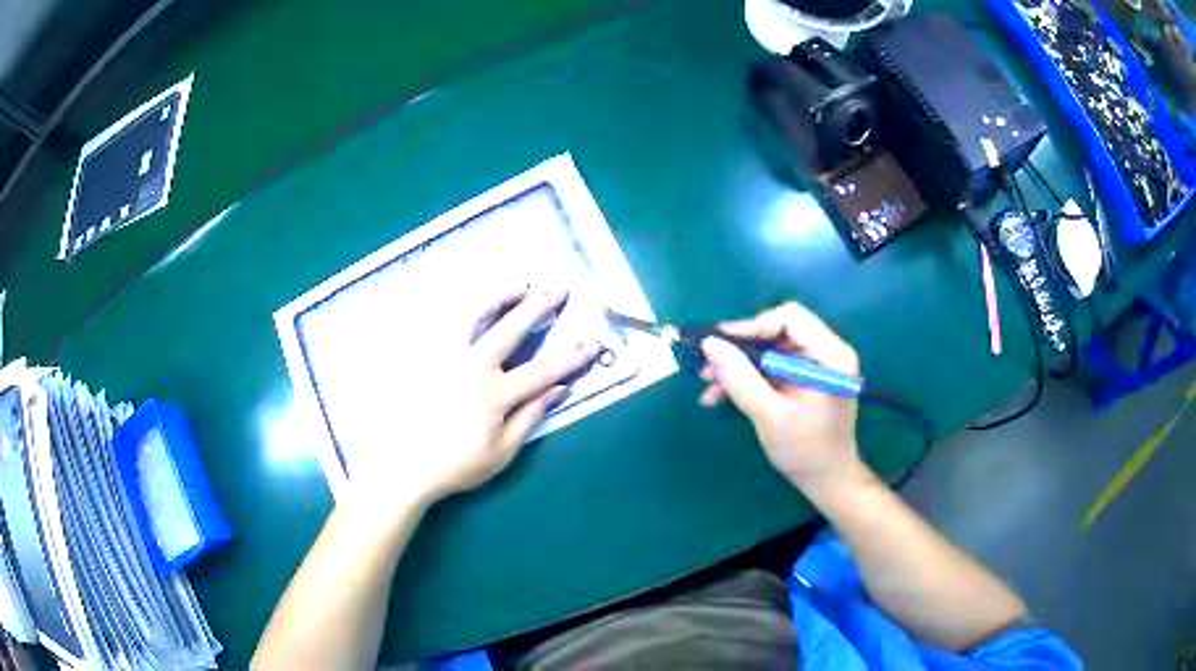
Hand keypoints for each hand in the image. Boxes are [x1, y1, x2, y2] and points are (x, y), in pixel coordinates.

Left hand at [351, 286, 600, 516]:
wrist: (402, 468)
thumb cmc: (455, 466)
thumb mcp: (501, 452)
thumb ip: (531, 417)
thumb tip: (561, 389)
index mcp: (495, 394)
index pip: (544, 369)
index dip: (573, 356)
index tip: (594, 342)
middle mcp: (472, 366)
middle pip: (511, 328)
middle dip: (540, 306)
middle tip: (558, 288)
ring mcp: (443, 356)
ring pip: (473, 314)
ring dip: (499, 295)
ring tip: (518, 283)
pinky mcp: (420, 355)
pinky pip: (438, 321)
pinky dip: (456, 306)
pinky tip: (467, 300)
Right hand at [696, 302, 863, 489]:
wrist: (827, 479)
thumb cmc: (805, 451)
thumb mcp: (769, 416)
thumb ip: (740, 379)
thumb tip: (709, 345)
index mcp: (831, 356)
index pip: (790, 318)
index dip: (752, 326)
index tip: (719, 345)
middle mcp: (827, 351)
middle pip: (778, 330)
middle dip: (740, 348)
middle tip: (708, 367)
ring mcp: (817, 363)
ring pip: (770, 347)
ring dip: (739, 364)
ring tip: (708, 385)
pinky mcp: (806, 375)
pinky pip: (772, 364)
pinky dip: (748, 376)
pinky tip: (721, 394)